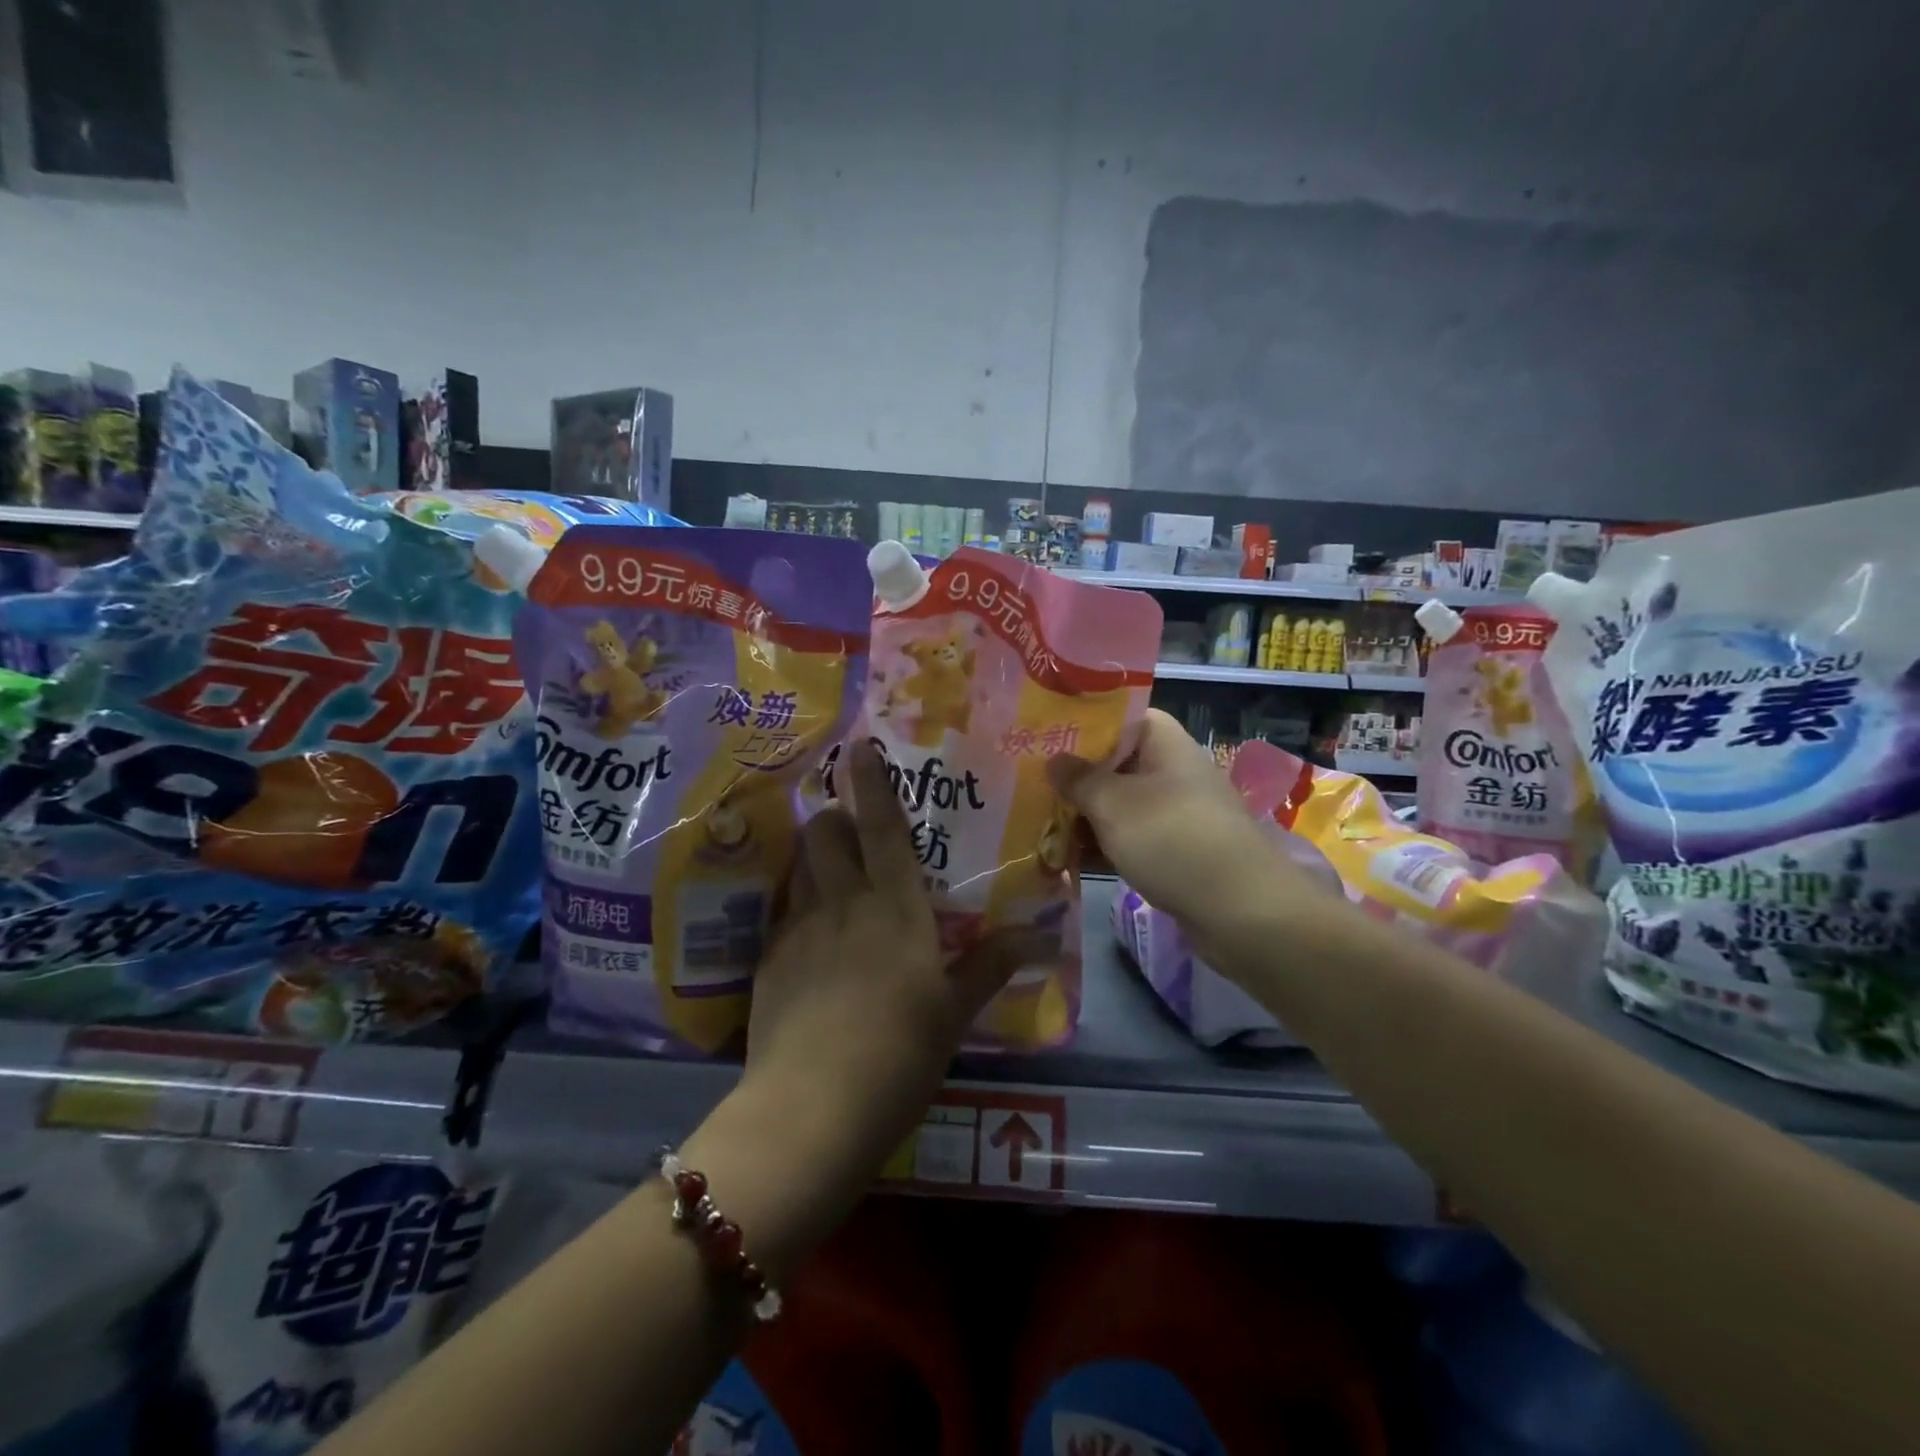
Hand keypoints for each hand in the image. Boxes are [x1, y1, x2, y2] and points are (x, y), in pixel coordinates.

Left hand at [740, 740, 1033, 1166]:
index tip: (860, 746)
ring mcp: (799, 929)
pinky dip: (797, 907)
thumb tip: (1045, 935)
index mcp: (895, 908)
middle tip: (852, 832)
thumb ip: (993, 964)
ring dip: (814, 857)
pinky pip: (783, 912)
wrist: (812, 1110)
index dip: (873, 783)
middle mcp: (843, 903)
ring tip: (829, 875)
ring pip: (800, 866)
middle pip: (826, 834)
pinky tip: (810, 940)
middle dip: (835, 818)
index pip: (884, 828)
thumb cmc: (900, 1054)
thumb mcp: (955, 1012)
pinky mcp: (769, 960)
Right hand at [1049, 709, 1312, 929]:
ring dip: (1083, 815)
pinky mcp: (1176, 847)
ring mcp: (1175, 810)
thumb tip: (1054, 759)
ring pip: (1118, 803)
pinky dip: (1103, 843)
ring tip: (1036, 823)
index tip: (1039, 739)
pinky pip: (1130, 835)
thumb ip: (1077, 779)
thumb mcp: (1112, 804)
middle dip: (1072, 777)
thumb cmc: (1171, 840)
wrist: (1241, 911)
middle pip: (1112, 762)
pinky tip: (1066, 858)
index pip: (1115, 717)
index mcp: (1162, 740)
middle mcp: (1170, 768)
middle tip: (1026, 785)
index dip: (1077, 725)